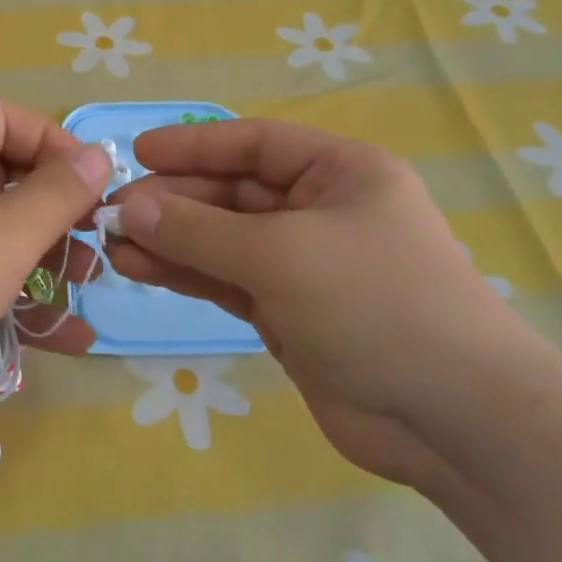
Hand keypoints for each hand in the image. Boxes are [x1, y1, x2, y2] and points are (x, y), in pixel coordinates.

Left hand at [0, 97, 109, 445]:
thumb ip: (58, 194)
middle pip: (1, 177)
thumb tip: (97, 155)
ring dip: (43, 260)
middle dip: (54, 210)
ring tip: (86, 287)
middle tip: (94, 243)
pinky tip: (66, 337)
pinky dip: (16, 300)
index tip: (92, 184)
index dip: (53, 142)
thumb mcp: (4, 233)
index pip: (4, 118)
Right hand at [107, 119, 542, 485]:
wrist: (450, 417)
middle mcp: (321, 211)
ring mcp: (303, 265)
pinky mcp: (288, 312)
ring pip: (223, 240)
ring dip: (170, 239)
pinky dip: (186, 273)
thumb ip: (198, 230)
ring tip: (113, 242)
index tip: (137, 153)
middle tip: (112, 212)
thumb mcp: (280, 255)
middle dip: (174, 200)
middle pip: (233, 193)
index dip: (194, 145)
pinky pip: (226, 280)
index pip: (255, 144)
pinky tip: (139, 268)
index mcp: (340, 173)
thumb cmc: (375, 304)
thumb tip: (129, 206)